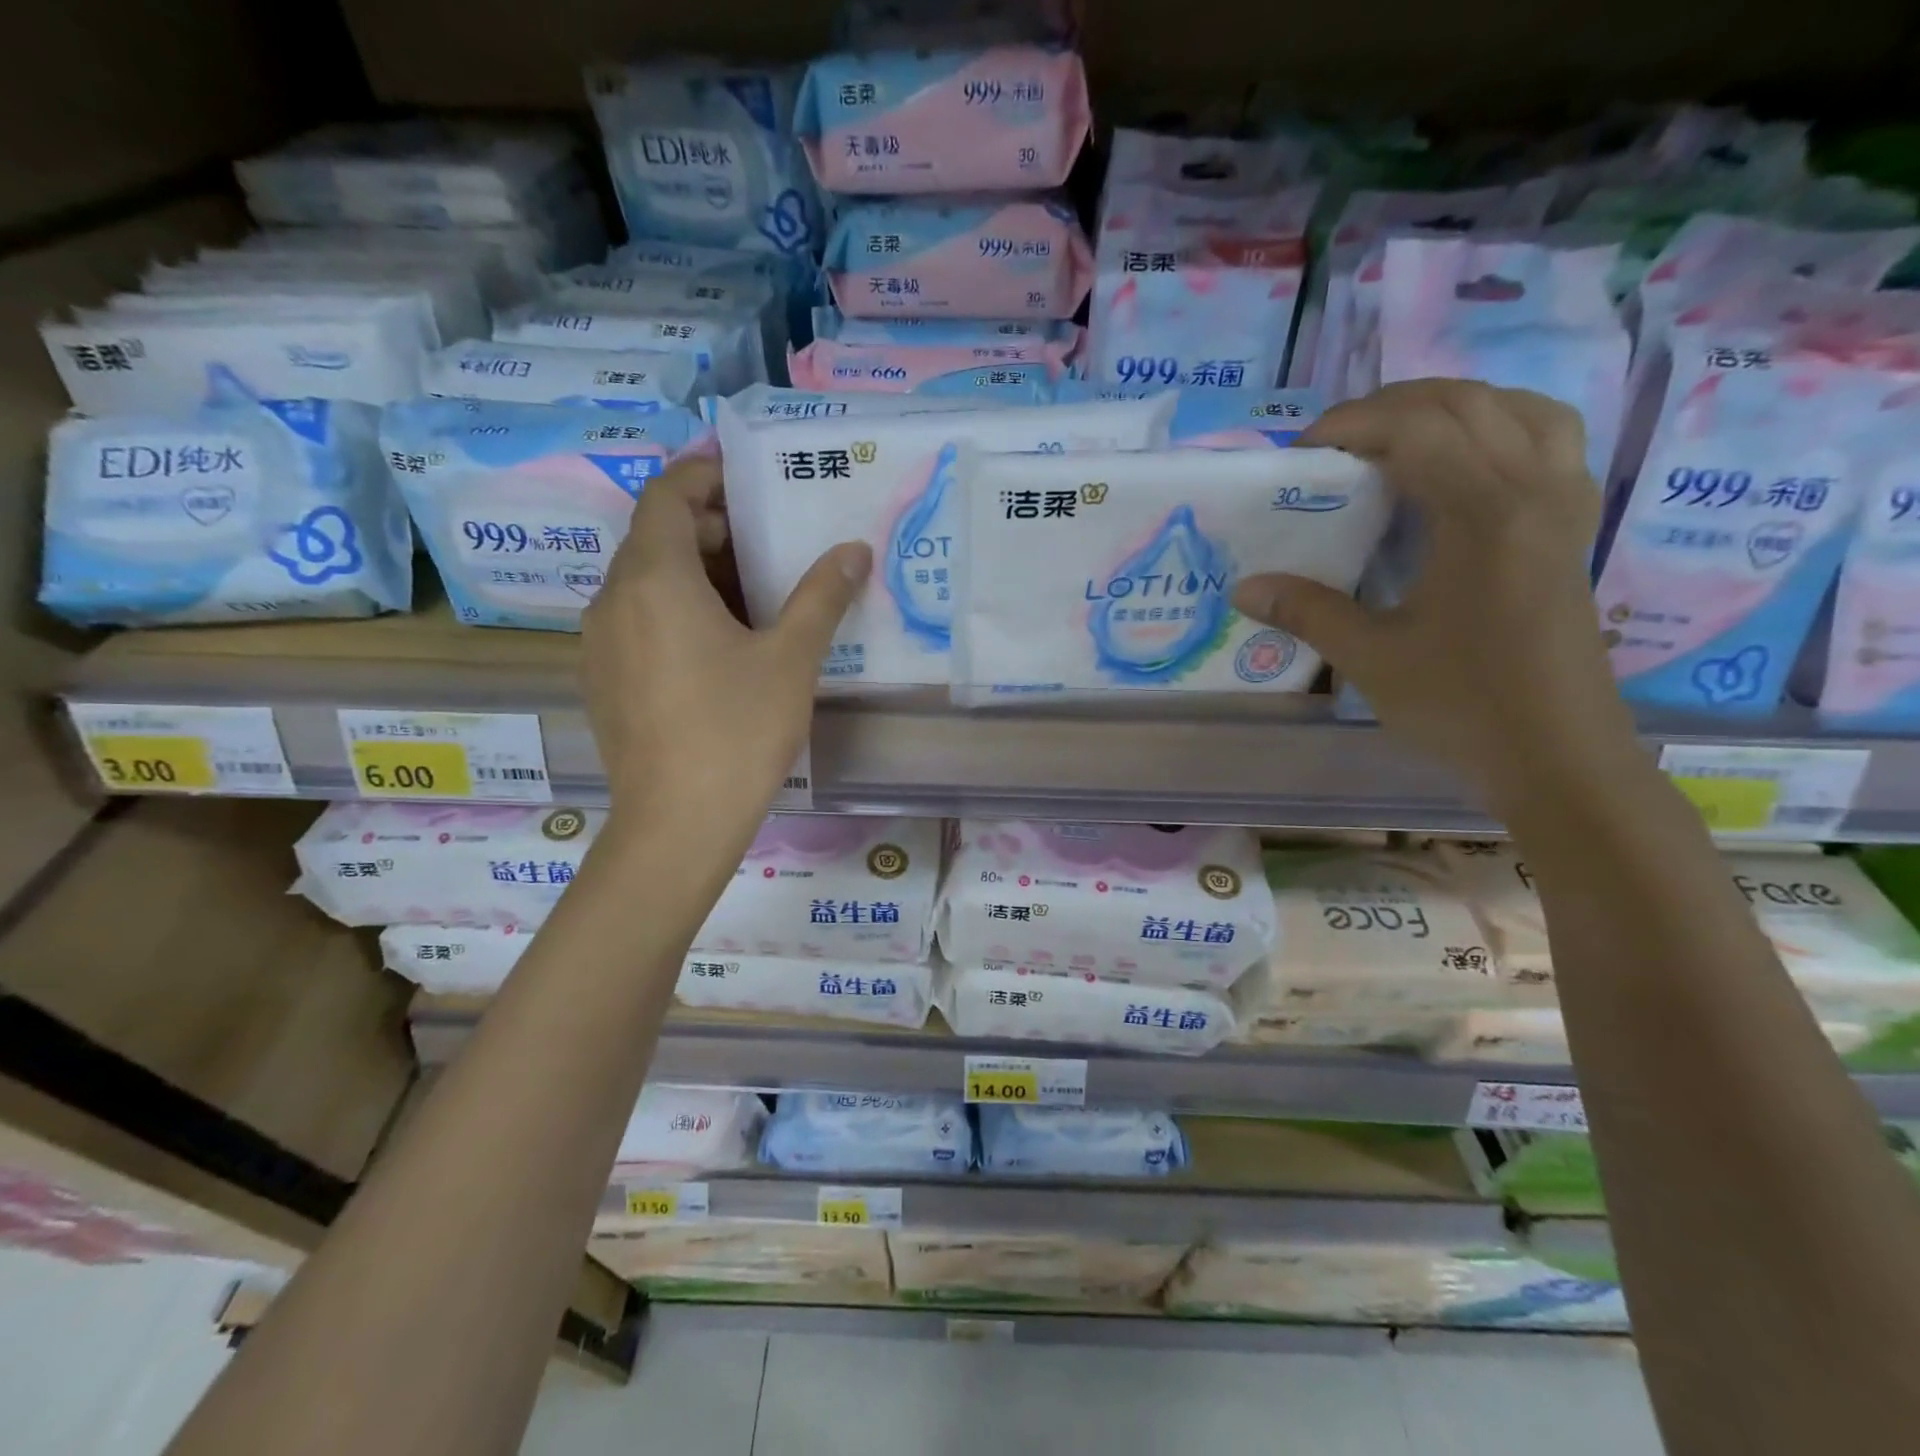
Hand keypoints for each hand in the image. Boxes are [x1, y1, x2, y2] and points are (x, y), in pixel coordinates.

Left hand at [582, 453, 870, 832]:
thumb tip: (853, 551)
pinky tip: (718, 647)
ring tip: (752, 594)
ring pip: (644, 582)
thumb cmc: (737, 731)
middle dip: (710, 527)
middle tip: (768, 542)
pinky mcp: (602, 680)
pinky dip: (673, 610)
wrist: (677, 824)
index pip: (667, 494)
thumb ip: (821, 596)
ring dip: (694, 572)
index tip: (747, 477)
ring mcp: (600, 642)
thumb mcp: (791, 659)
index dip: (704, 475)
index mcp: (654, 578)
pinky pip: (636, 620)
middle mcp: (612, 598)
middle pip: (655, 536)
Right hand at [1231, 379, 1639, 812]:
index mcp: (1483, 513)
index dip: (1350, 424)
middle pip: (1465, 402)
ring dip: (1451, 407)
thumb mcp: (1370, 659)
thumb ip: (1307, 612)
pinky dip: (1501, 426)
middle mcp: (1532, 488)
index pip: (1416, 428)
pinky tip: (1466, 460)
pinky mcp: (1574, 526)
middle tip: (1335, 443)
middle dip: (1390, 407)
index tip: (1301, 453)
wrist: (1556, 753)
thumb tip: (1243, 588)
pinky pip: (1548, 439)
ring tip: (1398, 438)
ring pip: (1517, 409)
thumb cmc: (1462, 704)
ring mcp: (1563, 503)